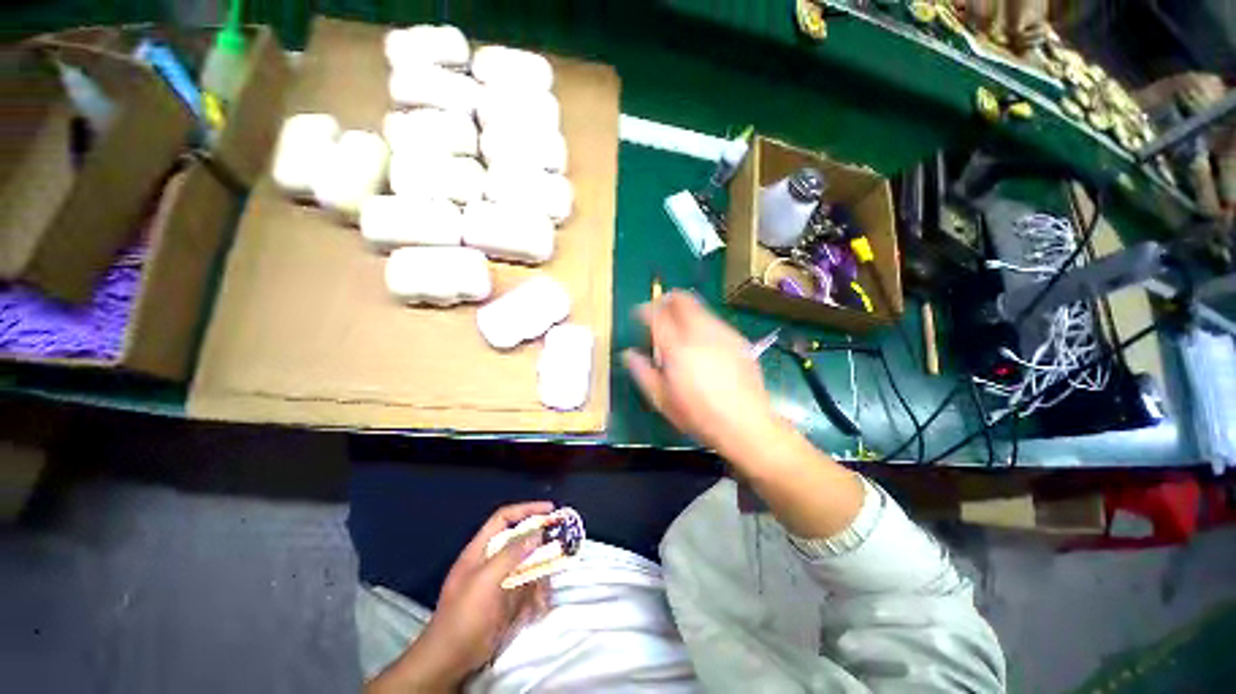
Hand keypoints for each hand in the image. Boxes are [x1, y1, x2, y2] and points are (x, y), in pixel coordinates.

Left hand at [373, 502, 552, 691]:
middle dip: (540, 543)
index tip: (550, 510)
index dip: (527, 509)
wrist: (450, 663)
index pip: (504, 518)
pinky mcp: (507, 603)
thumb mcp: (486, 580)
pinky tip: (539, 606)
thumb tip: (537, 531)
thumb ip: (511, 553)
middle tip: (561, 543)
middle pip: (520, 541)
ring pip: (528, 567)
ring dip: (540, 575)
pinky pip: (528, 591)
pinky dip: (537, 596)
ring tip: (546, 587)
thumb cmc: (464, 616)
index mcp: (480, 550)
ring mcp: (500, 583)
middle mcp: (491, 562)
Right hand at [623, 291, 778, 457]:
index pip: (656, 314)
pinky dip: (702, 323)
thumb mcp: (662, 400)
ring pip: (700, 307)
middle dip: (666, 299)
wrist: (746, 424)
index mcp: (677, 347)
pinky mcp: (738, 340)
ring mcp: (722, 333)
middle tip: (658, 309)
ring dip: (685, 311)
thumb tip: (628, 354)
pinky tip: (701, 343)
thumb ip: (642, 372)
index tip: (638, 314)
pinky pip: (714, 321)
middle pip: (682, 299)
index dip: (644, 309)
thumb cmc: (698, 415)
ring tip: (679, 328)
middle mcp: (700, 333)